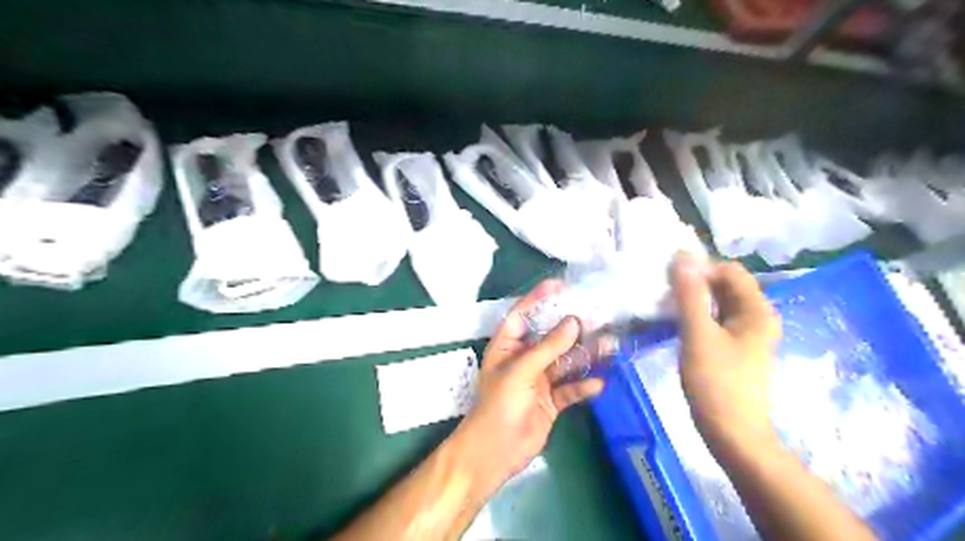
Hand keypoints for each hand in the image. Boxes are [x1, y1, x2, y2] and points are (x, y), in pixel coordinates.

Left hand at [452, 282, 601, 495]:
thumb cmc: (500, 404)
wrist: (496, 452)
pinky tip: (598, 384)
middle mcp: (524, 358)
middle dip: (573, 328)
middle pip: (551, 337)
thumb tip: (574, 321)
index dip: (539, 298)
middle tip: (598, 316)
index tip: (561, 285)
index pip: (523, 315)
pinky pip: (570, 388)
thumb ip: (549, 347)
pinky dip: (583, 386)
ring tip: (610, 346)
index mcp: (508, 346)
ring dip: (586, 356)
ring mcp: (539, 380)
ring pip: (566, 362)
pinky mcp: (551, 401)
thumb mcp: (521, 370)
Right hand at [674, 251, 782, 451]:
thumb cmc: (716, 383)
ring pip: (718, 303)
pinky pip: (716, 320)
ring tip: (665, 306)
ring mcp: (747, 334)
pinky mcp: (735, 348)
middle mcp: (757, 317)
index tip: (669, 282)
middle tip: (663, 293)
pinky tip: (677, 323)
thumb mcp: (698, 335)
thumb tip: (681, 256)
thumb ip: (689, 295)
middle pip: (725, 285)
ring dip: (693, 299)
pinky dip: (697, 316)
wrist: (733, 434)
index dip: (700, 269)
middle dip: (695, 283)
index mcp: (757, 310)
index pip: (729, 271)